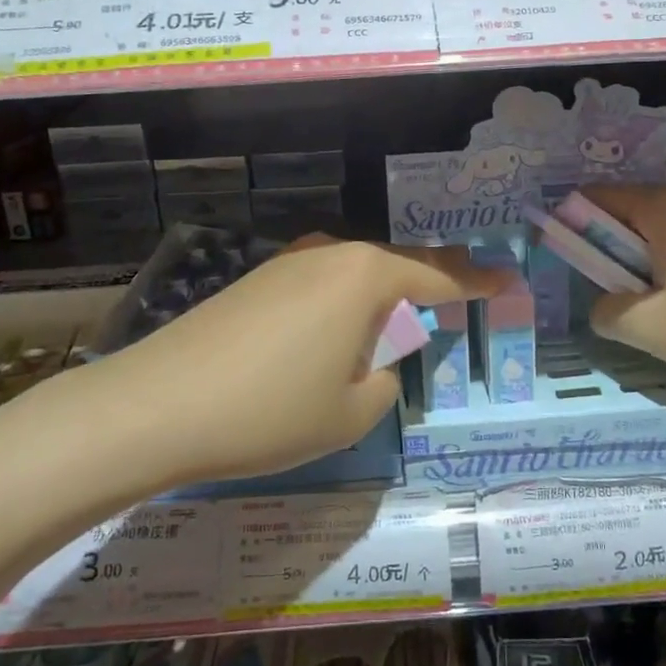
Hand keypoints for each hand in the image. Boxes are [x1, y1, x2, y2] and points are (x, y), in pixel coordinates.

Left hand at [73, 238, 510, 489]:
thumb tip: (375, 358)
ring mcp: (287, 263)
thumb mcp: (352, 411)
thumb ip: (385, 378)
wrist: (155, 405)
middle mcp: (330, 254)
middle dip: (432, 280)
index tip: (510, 279)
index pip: (440, 276)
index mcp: (365, 276)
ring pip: (355, 274)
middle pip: (397, 264)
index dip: (479, 283)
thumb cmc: (271, 410)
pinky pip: (321, 285)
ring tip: (399, 323)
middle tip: (463, 291)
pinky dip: (344, 306)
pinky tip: (334, 334)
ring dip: (383, 297)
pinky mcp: (255, 280)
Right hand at [581, 184, 665, 391]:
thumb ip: (606, 311)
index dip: (572, 225)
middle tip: (612, 294)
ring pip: (661, 235)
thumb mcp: (648, 327)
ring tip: (653, 309)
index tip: (569, 262)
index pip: (596, 197)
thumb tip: (604, 305)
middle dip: (610, 250)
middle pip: (629, 213)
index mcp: (662, 207)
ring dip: (643, 265)